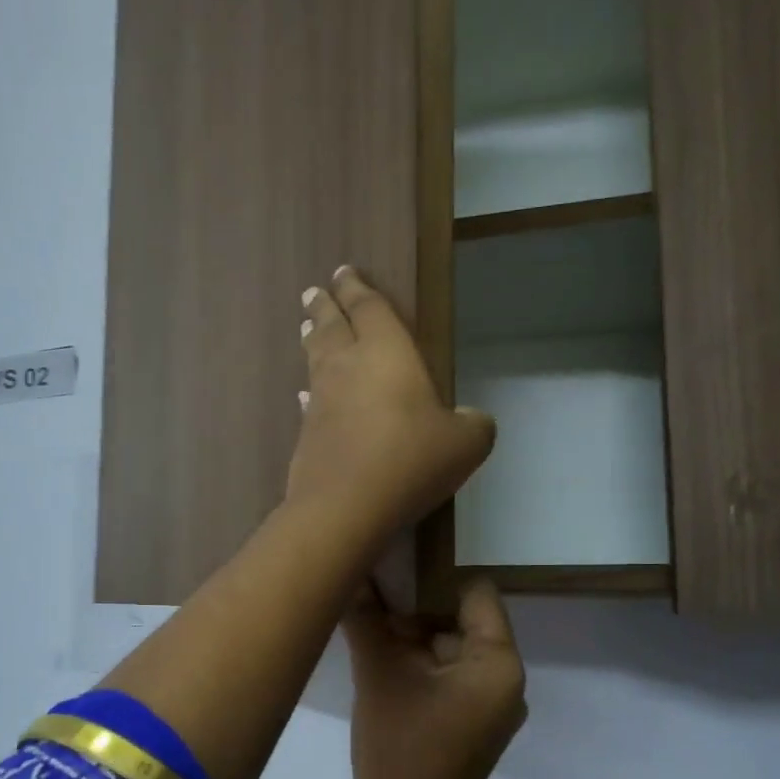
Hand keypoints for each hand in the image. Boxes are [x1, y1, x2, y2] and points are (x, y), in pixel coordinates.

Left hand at [288, 266, 494, 542]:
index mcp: (386, 353)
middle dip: (326, 306)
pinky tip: (305, 396)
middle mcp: (346, 366)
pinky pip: (308, 400)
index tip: (345, 272)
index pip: (369, 308)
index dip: (358, 288)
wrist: (345, 506)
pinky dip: (309, 392)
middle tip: (316, 292)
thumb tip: (472, 420)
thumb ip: (474, 425)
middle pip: (332, 325)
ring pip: (315, 359)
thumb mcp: (465, 443)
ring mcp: (321, 400)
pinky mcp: (305, 433)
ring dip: (313, 340)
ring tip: (308, 328)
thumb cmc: (410, 460)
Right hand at [344, 577, 526, 778]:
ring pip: (448, 649)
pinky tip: (378, 667)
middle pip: (459, 620)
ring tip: (367, 635)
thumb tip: (350, 574)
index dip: (433, 577)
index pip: (474, 591)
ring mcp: (489, 705)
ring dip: (410, 641)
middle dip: (413, 612)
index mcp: (498, 662)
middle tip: (369, 607)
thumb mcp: (378, 674)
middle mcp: (505, 680)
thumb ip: (366, 618)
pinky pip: (446, 677)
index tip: (391, 575)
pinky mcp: (471, 725)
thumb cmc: (401, 749)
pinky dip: (416, 668)